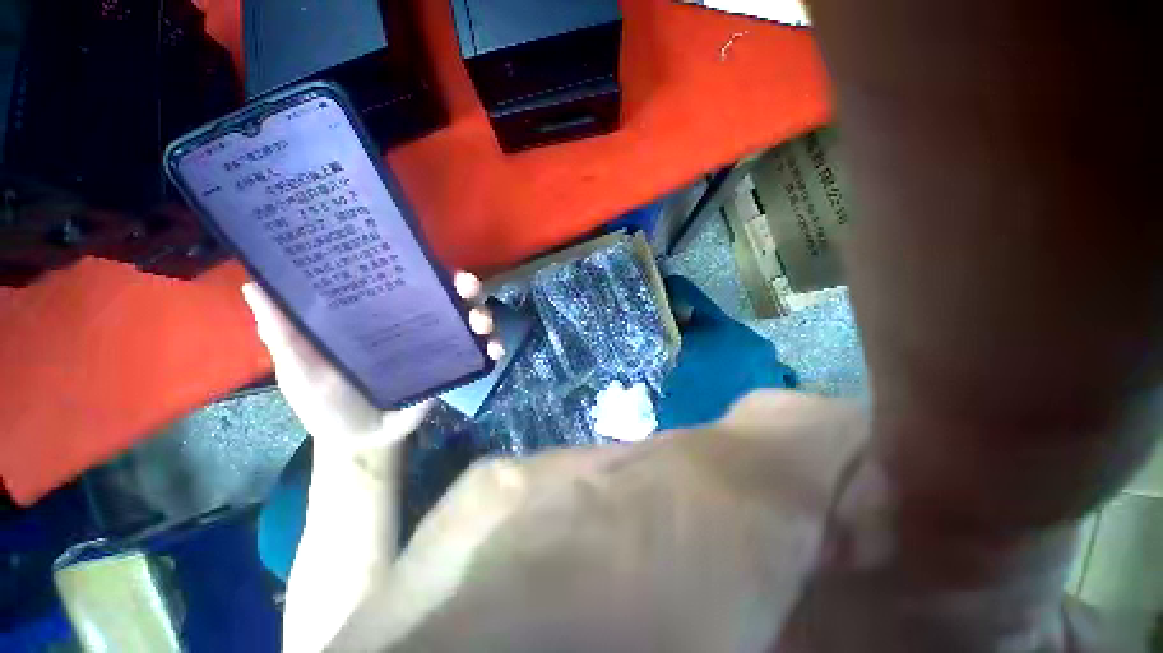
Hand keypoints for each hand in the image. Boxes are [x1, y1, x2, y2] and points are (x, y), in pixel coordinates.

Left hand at [242, 272, 502, 451]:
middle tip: (469, 287)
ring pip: (472, 319)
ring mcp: (441, 345)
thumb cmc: (326, 402)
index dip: (427, 267)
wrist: (360, 441)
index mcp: (385, 315)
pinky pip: (481, 352)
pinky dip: (493, 347)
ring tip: (482, 325)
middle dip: (467, 287)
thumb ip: (284, 333)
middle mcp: (419, 323)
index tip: (435, 259)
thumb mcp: (300, 367)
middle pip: (451, 296)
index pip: (411, 281)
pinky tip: (495, 351)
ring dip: (484, 315)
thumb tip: (253, 286)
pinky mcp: (456, 367)